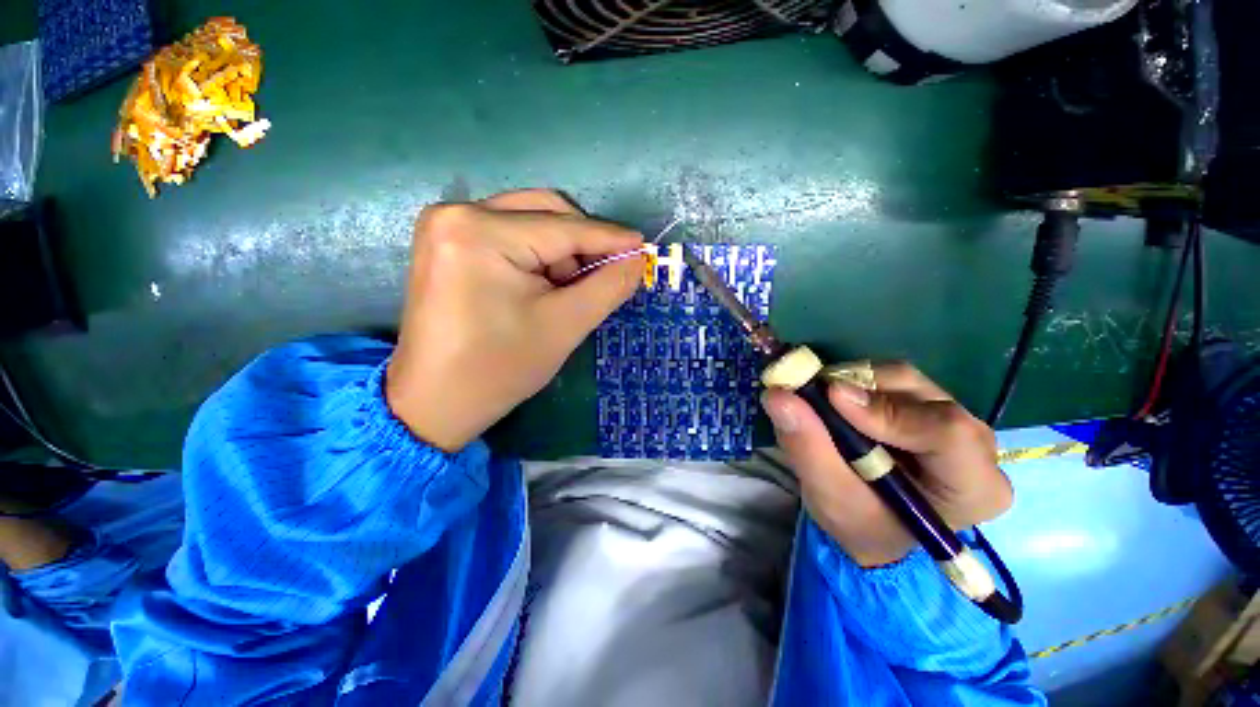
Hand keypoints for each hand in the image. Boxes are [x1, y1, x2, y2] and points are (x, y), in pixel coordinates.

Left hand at [387, 190, 643, 451]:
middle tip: (601, 277)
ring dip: (560, 251)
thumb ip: (609, 286)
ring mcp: (446, 224)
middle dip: (581, 244)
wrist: (436, 401)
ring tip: (564, 292)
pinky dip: (537, 254)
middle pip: (545, 211)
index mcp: (480, 232)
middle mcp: (457, 213)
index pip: (564, 227)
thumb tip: (638, 258)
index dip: (610, 237)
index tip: (643, 246)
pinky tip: (542, 285)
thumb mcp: (564, 325)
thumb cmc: (500, 368)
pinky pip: (509, 232)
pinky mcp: (447, 241)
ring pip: (529, 220)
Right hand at [760, 363, 1011, 567]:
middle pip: (920, 395)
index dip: (887, 409)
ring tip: (818, 402)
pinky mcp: (927, 403)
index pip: (947, 433)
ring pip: (902, 378)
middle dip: (859, 390)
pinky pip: (889, 378)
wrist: (873, 525)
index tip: (831, 397)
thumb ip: (807, 448)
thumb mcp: (829, 497)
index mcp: (973, 486)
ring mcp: (954, 417)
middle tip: (810, 396)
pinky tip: (832, 401)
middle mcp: (976, 444)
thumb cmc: (860, 524)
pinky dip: (851, 382)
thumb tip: (778, 396)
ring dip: (851, 382)